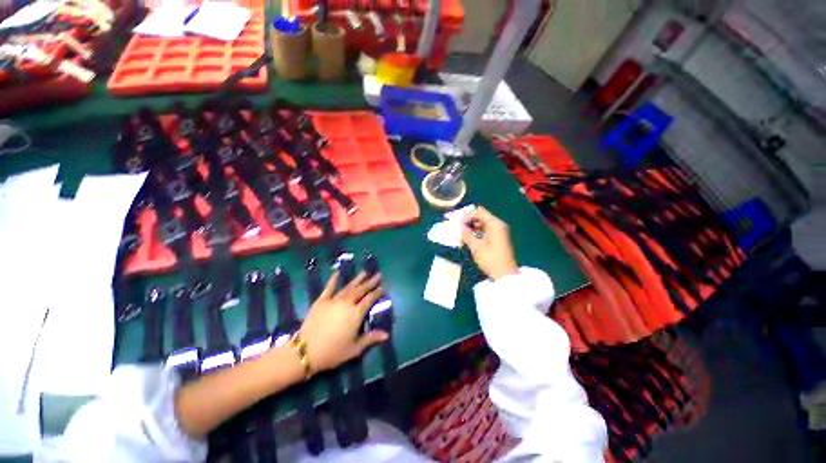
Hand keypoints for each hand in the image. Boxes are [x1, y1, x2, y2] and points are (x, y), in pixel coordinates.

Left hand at [299, 271, 387, 372]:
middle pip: (361, 290)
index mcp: (356, 313)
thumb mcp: (355, 348)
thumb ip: (371, 338)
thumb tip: (387, 335)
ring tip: (365, 272)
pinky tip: (337, 272)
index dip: (377, 293)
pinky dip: (333, 280)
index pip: (370, 299)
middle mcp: (347, 303)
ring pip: (349, 287)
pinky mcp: (321, 301)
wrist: (305, 352)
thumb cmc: (333, 352)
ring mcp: (333, 300)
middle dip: (370, 282)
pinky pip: (329, 287)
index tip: (383, 287)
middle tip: (378, 275)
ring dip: (357, 279)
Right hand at [461, 207, 518, 280]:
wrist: (504, 274)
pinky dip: (476, 232)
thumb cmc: (490, 259)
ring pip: (482, 223)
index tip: (458, 223)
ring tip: (461, 235)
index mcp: (494, 224)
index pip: (479, 212)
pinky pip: (485, 230)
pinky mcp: (497, 237)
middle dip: (468, 221)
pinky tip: (468, 239)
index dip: (467, 215)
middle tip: (458, 228)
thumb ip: (466, 234)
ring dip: (471, 227)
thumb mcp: (476, 247)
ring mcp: (498, 231)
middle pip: (481, 216)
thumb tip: (459, 226)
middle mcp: (498, 225)